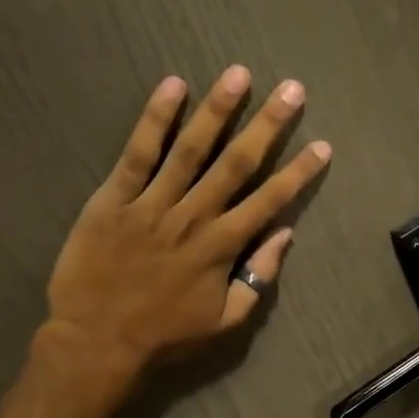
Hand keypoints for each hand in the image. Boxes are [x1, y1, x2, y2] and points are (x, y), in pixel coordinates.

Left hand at [41, 66, 330, 388]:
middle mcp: (193, 216)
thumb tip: (284, 235)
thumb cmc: (165, 336)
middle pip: (236, 163)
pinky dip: (154, 119)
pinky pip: (137, 153)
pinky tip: (172, 86)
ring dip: (217, 110)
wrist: (96, 343)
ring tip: (238, 74)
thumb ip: (258, 278)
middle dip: (268, 125)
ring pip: (190, 149)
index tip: (322, 145)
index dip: (299, 172)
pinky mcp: (113, 199)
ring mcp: (151, 204)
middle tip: (292, 90)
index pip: (269, 201)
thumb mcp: (225, 322)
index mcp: (222, 247)